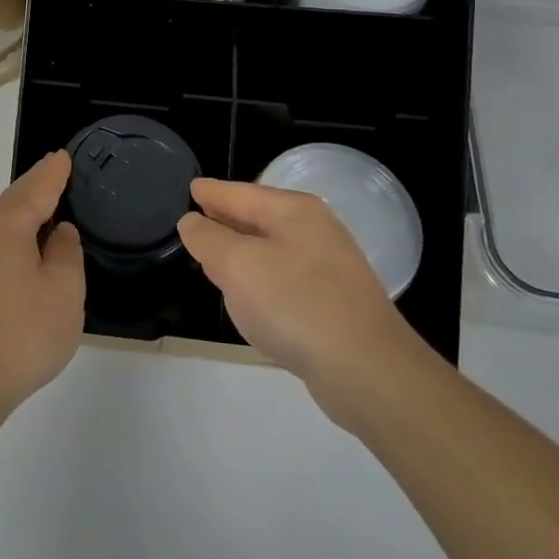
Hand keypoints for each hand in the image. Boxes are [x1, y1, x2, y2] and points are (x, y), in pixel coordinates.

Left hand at [0, 151, 84, 423]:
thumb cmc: (20, 333)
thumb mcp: (63, 291)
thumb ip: (66, 253)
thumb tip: (59, 233)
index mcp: (5, 226)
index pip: (35, 188)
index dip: (53, 173)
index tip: (64, 156)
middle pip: (13, 201)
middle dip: (36, 186)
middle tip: (57, 172)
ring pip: (1, 223)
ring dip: (23, 211)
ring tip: (46, 206)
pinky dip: (14, 236)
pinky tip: (24, 249)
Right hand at [179, 179, 427, 427]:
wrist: (368, 371)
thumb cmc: (295, 305)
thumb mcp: (238, 266)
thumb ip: (208, 239)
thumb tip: (192, 222)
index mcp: (293, 211)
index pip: (240, 193)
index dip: (211, 192)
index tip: (190, 187)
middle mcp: (315, 230)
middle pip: (258, 217)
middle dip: (227, 219)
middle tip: (196, 220)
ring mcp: (330, 267)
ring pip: (272, 249)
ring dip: (243, 251)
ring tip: (215, 257)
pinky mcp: (335, 303)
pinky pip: (285, 278)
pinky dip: (261, 279)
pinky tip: (251, 296)